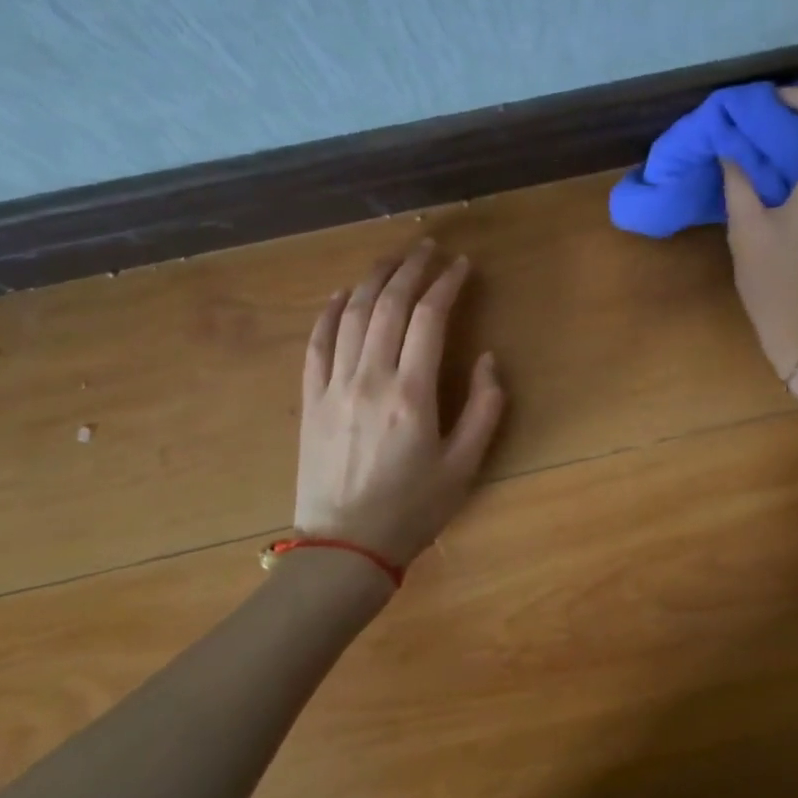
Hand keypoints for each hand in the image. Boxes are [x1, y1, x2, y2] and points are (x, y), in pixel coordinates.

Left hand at [294, 241, 504, 565]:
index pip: (429, 319)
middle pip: (388, 305)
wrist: (344, 550)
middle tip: (428, 246)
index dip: (447, 284)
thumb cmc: (413, 510)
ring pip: (352, 315)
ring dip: (373, 279)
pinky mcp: (310, 400)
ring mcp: (334, 387)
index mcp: (412, 394)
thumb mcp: (465, 465)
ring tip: (393, 257)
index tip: (462, 265)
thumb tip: (486, 358)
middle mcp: (370, 379)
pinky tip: (342, 293)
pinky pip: (316, 344)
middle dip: (411, 268)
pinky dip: (329, 312)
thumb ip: (484, 407)